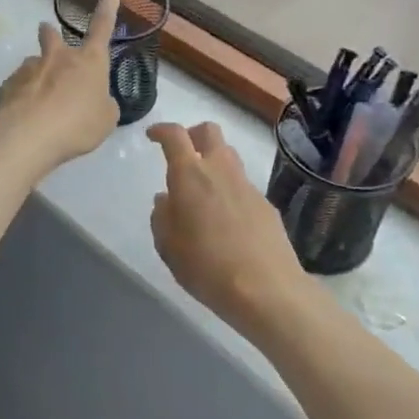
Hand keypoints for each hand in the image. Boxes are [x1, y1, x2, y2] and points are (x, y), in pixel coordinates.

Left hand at [0, 0, 120, 170]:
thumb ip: (102, 105)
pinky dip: (21, 97)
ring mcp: (30, 68)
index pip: (102, 29)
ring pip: (33, 64)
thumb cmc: (79, 124)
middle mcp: (59, 57)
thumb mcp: (105, 119)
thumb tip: (95, 100)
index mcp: (89, 61)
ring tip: (38, 102)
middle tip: (48, 38)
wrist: (31, 135)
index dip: (107, 10)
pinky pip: (17, 87)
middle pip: (51, 35)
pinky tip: (23, 117)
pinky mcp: (8, 85)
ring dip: (36, 75)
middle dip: (49, 34)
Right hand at [147, 121, 302, 329]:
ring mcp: (247, 185)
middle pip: (209, 132)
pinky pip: (242, 185)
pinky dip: (229, 189)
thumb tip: (166, 199)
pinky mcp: (266, 204)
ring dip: (213, 161)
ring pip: (229, 156)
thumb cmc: (206, 266)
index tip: (152, 136)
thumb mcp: (168, 246)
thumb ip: (162, 217)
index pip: (175, 135)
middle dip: (193, 135)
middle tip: (182, 154)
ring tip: (202, 190)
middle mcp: (220, 170)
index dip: (161, 130)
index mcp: (190, 175)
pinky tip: (225, 219)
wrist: (266, 289)